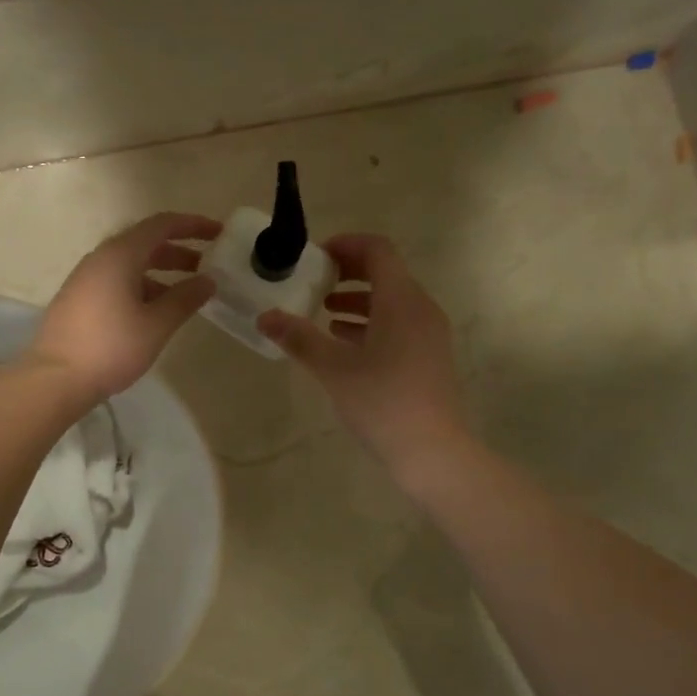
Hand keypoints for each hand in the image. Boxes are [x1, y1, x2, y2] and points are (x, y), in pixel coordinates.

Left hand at [27, 212, 221, 402]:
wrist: (55, 378)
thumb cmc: (111, 347)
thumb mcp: (156, 325)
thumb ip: (185, 299)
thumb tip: (208, 281)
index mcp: (120, 255)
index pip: (162, 225)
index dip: (193, 225)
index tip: (219, 234)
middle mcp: (100, 258)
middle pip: (145, 243)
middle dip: (179, 252)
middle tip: (208, 267)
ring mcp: (85, 279)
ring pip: (130, 265)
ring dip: (161, 273)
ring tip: (186, 295)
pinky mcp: (78, 300)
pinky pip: (116, 282)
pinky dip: (141, 287)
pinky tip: (154, 312)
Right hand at [257, 233, 464, 474]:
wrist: (431, 450)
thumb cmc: (381, 401)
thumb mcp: (333, 368)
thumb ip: (299, 338)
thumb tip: (265, 317)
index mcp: (400, 301)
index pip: (377, 250)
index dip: (346, 245)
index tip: (315, 257)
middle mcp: (420, 308)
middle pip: (386, 272)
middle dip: (348, 272)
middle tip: (314, 281)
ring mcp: (428, 333)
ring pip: (391, 300)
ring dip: (357, 299)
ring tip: (322, 312)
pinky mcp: (428, 356)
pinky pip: (397, 323)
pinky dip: (370, 322)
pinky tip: (344, 342)